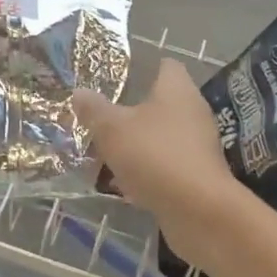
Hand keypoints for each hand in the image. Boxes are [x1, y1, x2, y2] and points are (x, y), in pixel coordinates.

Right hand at [72, 60, 242, 263]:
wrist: (198, 210)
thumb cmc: (154, 155)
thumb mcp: (112, 129)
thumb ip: (94, 109)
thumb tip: (78, 92)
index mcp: (177, 89)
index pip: (165, 66)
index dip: (141, 69)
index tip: (115, 79)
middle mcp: (193, 112)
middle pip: (159, 104)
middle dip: (130, 112)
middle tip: (100, 120)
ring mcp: (198, 146)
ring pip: (160, 137)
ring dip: (136, 145)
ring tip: (104, 154)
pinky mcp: (197, 175)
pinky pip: (165, 165)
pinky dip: (145, 171)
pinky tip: (122, 185)